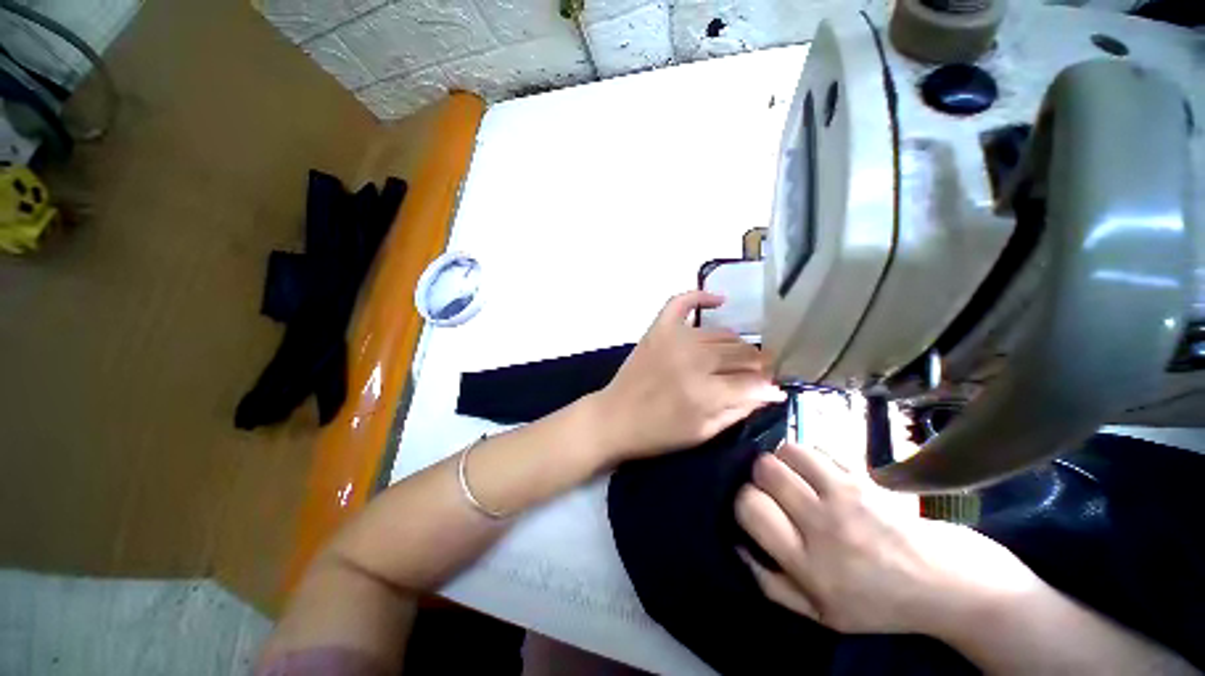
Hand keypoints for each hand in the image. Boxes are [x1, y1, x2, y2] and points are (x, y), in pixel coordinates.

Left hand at [589, 290, 783, 461]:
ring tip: (739, 356)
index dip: (768, 386)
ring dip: (737, 345)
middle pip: (741, 354)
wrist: (615, 418)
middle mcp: (693, 359)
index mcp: (705, 392)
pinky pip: (681, 302)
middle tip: (759, 372)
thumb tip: (770, 392)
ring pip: (722, 333)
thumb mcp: (703, 433)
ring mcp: (674, 339)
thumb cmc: (658, 433)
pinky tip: (719, 300)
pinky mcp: (658, 329)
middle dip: (758, 364)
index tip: (773, 388)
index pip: (753, 382)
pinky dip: (701, 296)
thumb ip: (738, 410)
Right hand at [734, 443, 1043, 636]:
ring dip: (785, 461)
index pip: (750, 506)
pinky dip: (811, 457)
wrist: (952, 587)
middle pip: (765, 471)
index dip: (744, 501)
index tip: (757, 507)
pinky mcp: (866, 477)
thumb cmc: (881, 605)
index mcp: (808, 565)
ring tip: (797, 478)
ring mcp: (847, 496)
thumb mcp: (823, 614)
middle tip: (776, 491)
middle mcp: (823, 524)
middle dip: (761, 477)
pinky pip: (819, 448)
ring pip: (788, 451)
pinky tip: (820, 474)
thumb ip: (772, 584)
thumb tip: (738, 544)